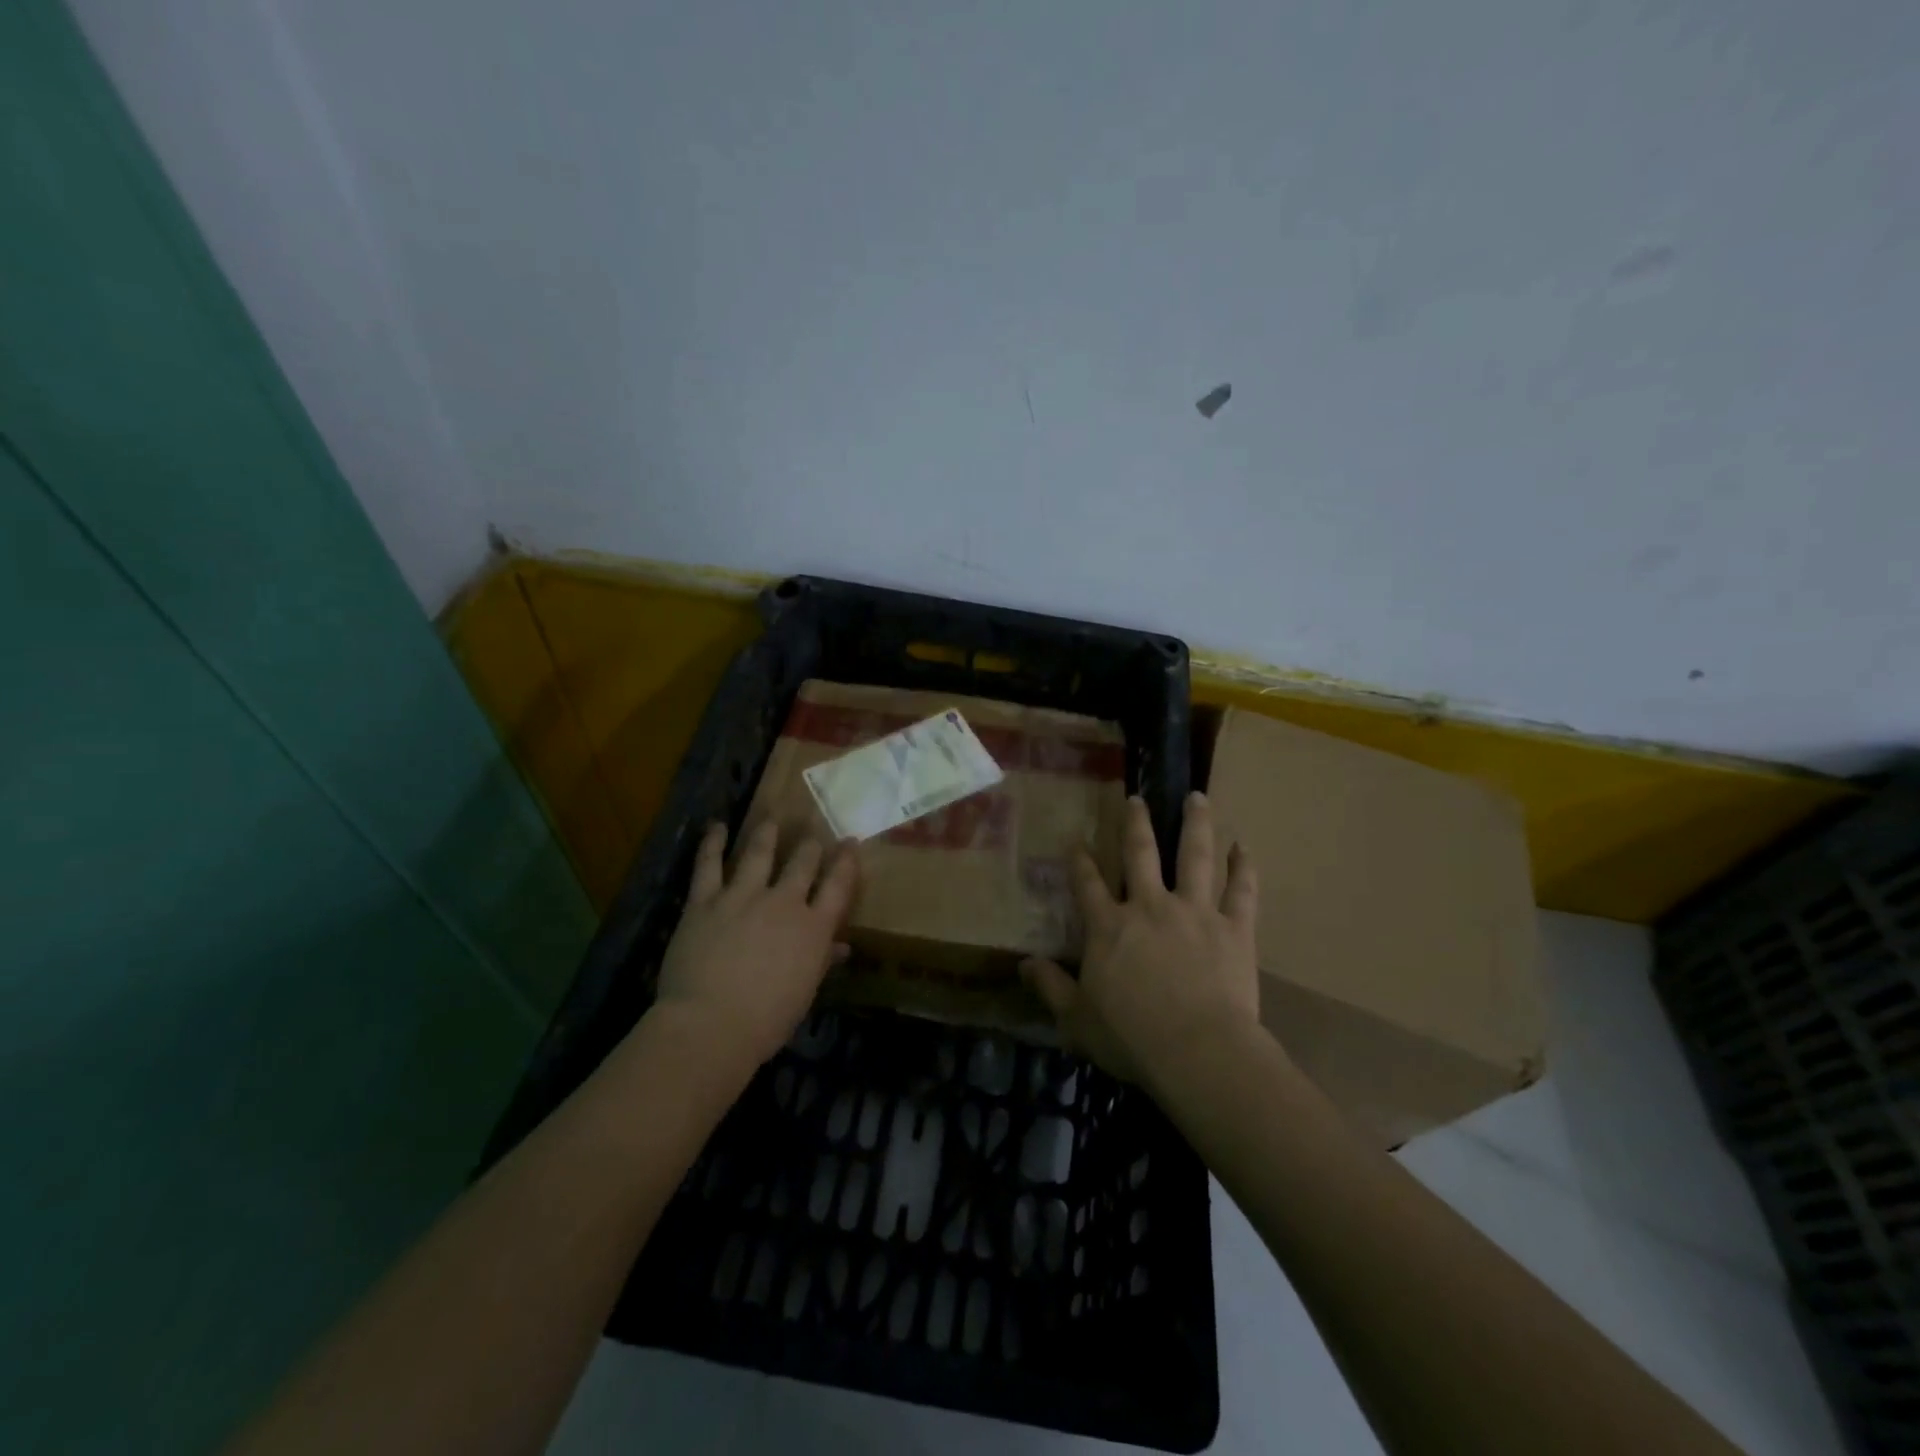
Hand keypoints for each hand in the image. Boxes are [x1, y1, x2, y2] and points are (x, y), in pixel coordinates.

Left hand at [651, 821, 859, 1065]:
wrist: (711, 1024)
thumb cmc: (766, 1020)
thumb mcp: (804, 993)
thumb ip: (822, 963)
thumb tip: (842, 948)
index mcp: (813, 928)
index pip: (838, 885)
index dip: (847, 861)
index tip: (851, 842)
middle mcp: (783, 902)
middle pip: (803, 863)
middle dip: (810, 847)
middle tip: (812, 837)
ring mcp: (743, 896)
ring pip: (759, 853)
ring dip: (767, 834)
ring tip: (771, 820)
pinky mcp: (705, 901)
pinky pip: (708, 865)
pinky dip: (712, 843)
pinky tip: (716, 827)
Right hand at [1021, 792, 1259, 1085]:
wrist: (1198, 1052)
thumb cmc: (1131, 1038)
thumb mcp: (1076, 1019)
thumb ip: (1050, 987)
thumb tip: (1023, 963)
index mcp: (1109, 927)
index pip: (1087, 883)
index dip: (1079, 860)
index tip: (1075, 840)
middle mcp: (1150, 906)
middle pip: (1140, 853)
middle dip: (1136, 823)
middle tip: (1136, 798)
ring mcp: (1195, 912)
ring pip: (1195, 857)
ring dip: (1195, 824)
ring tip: (1197, 797)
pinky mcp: (1233, 929)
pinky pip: (1241, 891)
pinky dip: (1244, 868)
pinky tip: (1244, 848)